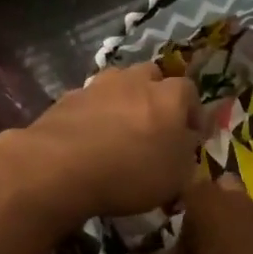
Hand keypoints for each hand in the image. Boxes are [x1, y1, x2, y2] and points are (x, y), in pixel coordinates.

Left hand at [2, 62, 201, 226]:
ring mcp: (98, 85)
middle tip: (152, 124)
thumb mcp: (176, 177)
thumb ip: (186, 154)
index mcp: (169, 96)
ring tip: (118, 129)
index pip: (189, 92)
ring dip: (122, 100)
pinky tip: (88, 137)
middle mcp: (135, 81)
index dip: (191, 112)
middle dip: (155, 95)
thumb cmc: (131, 173)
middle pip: (151, 76)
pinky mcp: (68, 97)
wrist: (61, 166)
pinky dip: (93, 113)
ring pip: (117, 83)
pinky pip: (89, 100)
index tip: (189, 134)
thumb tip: (186, 141)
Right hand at [152, 175, 252, 253]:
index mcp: (199, 193)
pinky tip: (232, 249)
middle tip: (191, 220)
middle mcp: (226, 192)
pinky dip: (240, 229)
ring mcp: (251, 207)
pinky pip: (248, 220)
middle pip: (212, 186)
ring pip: (233, 200)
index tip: (165, 213)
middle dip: (203, 198)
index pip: (180, 182)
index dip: (172, 197)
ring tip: (213, 236)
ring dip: (224, 212)